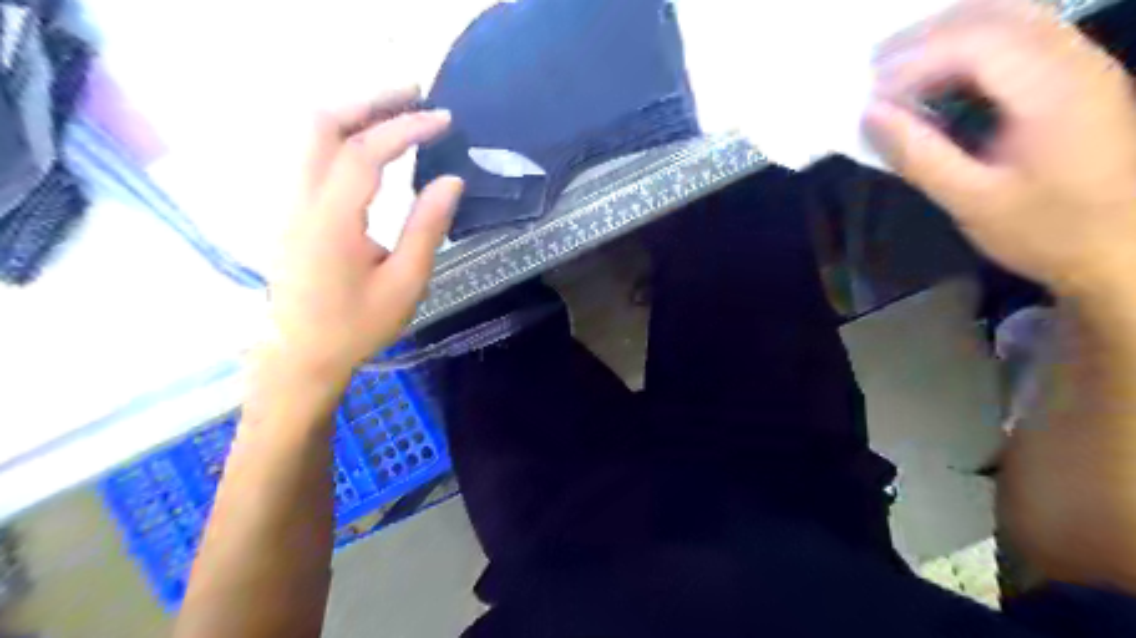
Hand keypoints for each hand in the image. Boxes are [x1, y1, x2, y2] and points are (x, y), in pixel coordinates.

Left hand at [270, 87, 459, 381]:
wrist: (300, 355)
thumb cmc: (357, 326)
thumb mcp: (404, 283)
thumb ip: (426, 228)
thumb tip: (451, 181)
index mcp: (330, 221)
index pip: (364, 152)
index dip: (406, 128)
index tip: (443, 119)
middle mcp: (300, 200)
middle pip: (321, 123)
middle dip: (369, 99)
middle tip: (415, 94)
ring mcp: (288, 202)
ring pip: (310, 134)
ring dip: (354, 111)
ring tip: (399, 109)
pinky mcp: (291, 210)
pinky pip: (311, 153)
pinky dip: (343, 133)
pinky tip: (371, 141)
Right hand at [863, 0, 1135, 298]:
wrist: (1123, 250)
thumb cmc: (1045, 231)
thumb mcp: (971, 201)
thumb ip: (918, 155)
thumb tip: (869, 115)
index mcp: (1053, 91)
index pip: (976, 42)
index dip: (914, 60)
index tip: (870, 96)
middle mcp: (1076, 60)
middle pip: (996, 13)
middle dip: (927, 34)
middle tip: (874, 67)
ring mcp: (1084, 63)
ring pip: (1012, 15)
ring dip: (950, 33)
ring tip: (900, 67)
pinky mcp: (1080, 77)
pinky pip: (1023, 35)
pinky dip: (973, 45)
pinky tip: (942, 76)